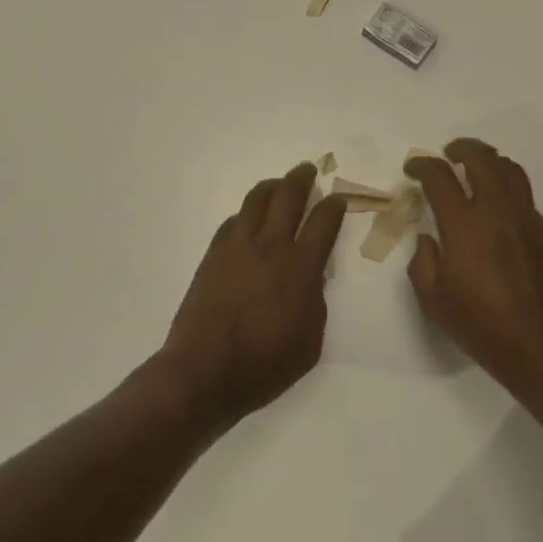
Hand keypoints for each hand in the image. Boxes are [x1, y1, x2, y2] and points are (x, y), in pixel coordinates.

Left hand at [158, 162, 348, 426]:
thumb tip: (312, 277)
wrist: (203, 371)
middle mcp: (270, 246)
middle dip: (302, 178)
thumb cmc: (264, 366)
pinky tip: (249, 220)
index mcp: (300, 268)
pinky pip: (233, 221)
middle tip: (309, 170)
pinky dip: (247, 214)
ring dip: (272, 186)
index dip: (334, 206)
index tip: (339, 199)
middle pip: (288, 197)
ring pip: (256, 200)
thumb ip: (315, 302)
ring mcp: (237, 247)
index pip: (323, 222)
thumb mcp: (309, 342)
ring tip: (279, 184)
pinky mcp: (213, 254)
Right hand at [405, 139, 542, 394]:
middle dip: (462, 148)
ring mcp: (527, 219)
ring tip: (476, 169)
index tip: (414, 167)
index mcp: (464, 225)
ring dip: (489, 161)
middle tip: (449, 153)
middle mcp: (497, 211)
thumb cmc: (483, 326)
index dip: (423, 165)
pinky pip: (525, 196)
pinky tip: (498, 209)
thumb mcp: (434, 301)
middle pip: (482, 158)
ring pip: (510, 170)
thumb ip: (423, 262)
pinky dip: (507, 188)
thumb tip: (428, 239)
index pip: (440, 177)